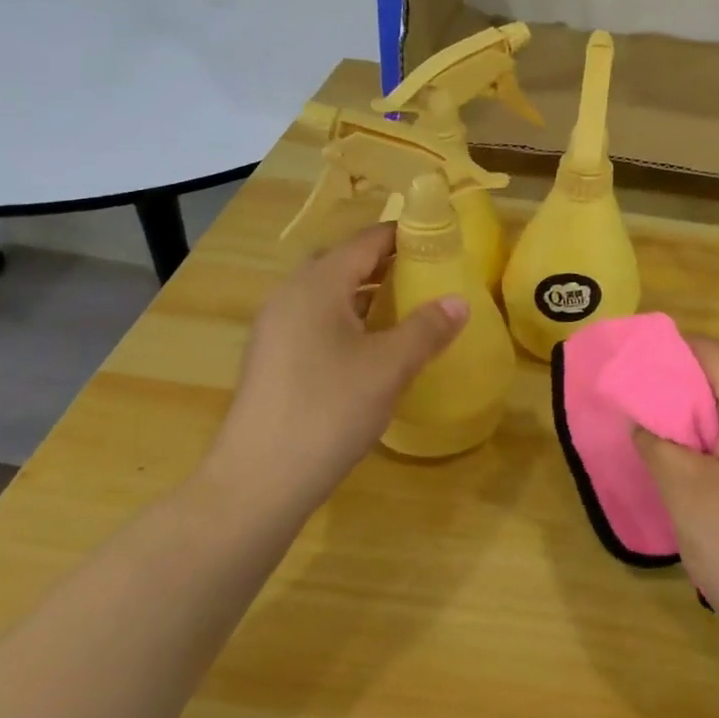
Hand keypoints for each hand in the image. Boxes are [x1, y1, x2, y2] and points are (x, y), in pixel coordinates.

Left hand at [199, 225, 466, 522]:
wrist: (258, 481)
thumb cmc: (329, 410)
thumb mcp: (389, 367)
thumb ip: (427, 328)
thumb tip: (459, 301)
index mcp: (317, 285)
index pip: (366, 241)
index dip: (404, 236)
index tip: (440, 241)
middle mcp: (290, 296)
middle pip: (345, 265)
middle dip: (387, 265)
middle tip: (429, 276)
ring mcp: (276, 330)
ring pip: (329, 296)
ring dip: (367, 296)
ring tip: (408, 310)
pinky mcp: (273, 361)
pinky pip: (317, 323)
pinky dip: (349, 322)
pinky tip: (373, 350)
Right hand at [634, 339, 718, 675]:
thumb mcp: (687, 493)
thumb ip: (656, 441)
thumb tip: (641, 417)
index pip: (708, 352)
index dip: (661, 358)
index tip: (621, 380)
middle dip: (673, 398)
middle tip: (631, 424)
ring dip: (692, 430)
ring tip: (654, 456)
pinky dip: (714, 451)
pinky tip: (691, 482)